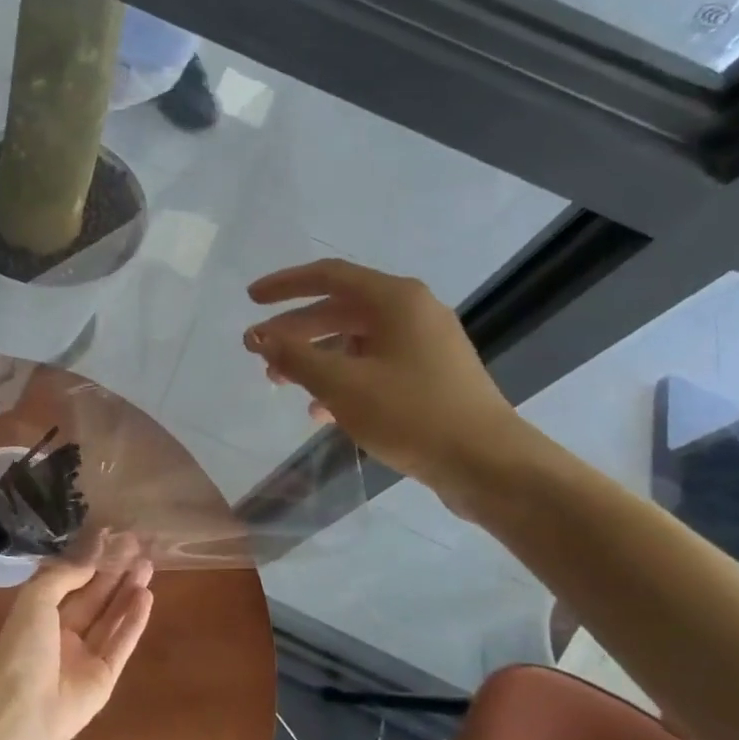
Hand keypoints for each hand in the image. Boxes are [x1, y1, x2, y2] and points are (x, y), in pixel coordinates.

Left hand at [0, 534, 154, 739]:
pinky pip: (121, 643)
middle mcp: (63, 634)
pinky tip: (147, 596)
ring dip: (129, 592)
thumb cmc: (22, 648)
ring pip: (111, 618)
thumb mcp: (35, 599)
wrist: (22, 710)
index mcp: (40, 616)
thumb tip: (89, 562)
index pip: (70, 582)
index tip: (111, 537)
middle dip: (115, 573)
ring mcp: (85, 657)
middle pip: (95, 598)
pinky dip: (134, 621)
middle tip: (138, 548)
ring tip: (148, 566)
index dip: (90, 561)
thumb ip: (63, 577)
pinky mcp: (105, 677)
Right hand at [244, 259, 532, 506]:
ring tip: (282, 383)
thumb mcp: (342, 385)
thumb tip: (258, 337)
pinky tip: (321, 410)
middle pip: (339, 308)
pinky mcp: (430, 373)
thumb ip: (295, 357)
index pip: (328, 276)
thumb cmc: (412, 414)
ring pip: (354, 339)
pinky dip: (343, 377)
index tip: (250, 299)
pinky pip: (374, 363)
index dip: (285, 285)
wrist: (488, 463)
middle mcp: (412, 311)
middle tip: (260, 352)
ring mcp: (424, 343)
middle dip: (295, 330)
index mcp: (395, 299)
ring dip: (315, 358)